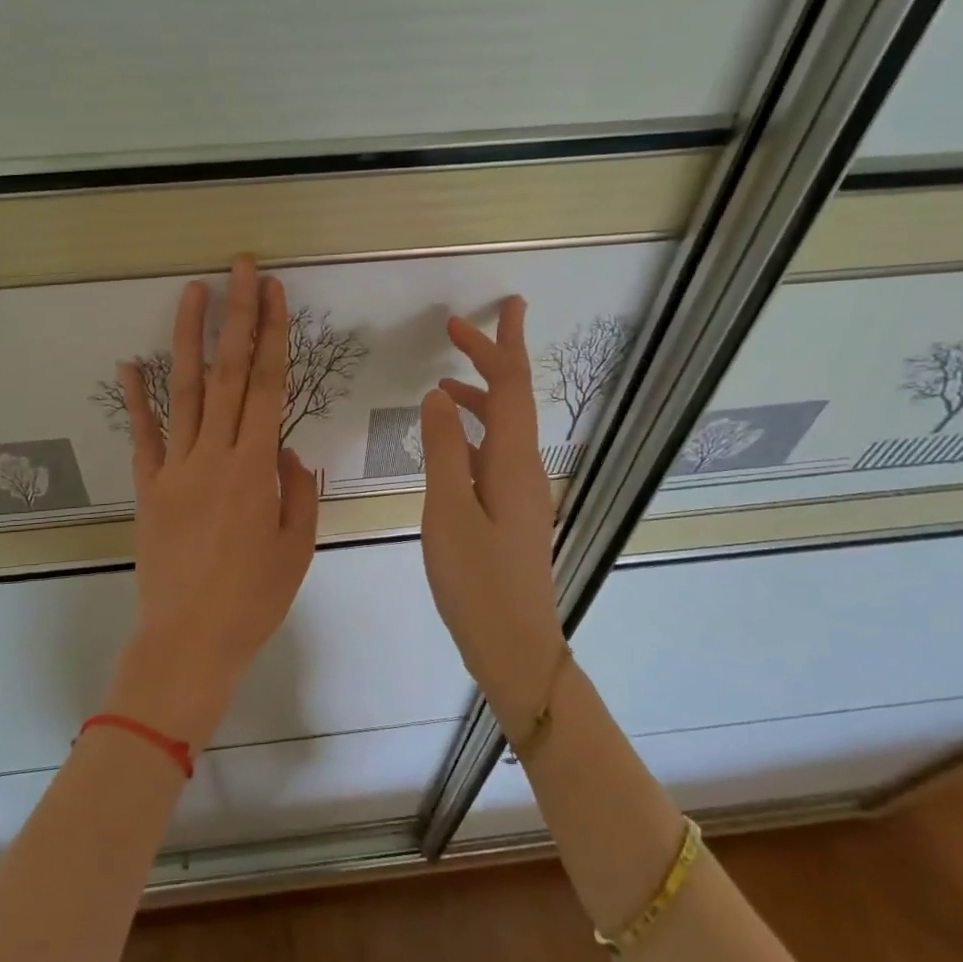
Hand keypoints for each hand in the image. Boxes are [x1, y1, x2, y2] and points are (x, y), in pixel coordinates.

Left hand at [106, 256, 319, 748]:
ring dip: (188, 338)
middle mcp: (213, 456)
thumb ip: (298, 491)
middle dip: (236, 315)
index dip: (272, 334)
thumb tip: (287, 451)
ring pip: (184, 391)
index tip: (275, 293)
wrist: (187, 644)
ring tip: (192, 292)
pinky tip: (130, 363)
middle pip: (228, 373)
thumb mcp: (297, 548)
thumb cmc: (253, 601)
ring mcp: (174, 469)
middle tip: (240, 267)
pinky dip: (137, 398)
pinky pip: (143, 436)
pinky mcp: (148, 488)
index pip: (267, 386)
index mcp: (255, 469)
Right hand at [419, 297, 566, 727]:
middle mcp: (524, 469)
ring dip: (480, 397)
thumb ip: (443, 450)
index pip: (509, 387)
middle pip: (513, 399)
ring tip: (445, 382)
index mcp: (513, 462)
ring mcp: (519, 492)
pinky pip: (493, 454)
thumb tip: (437, 396)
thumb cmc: (478, 581)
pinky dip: (472, 433)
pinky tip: (448, 441)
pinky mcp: (510, 512)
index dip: (495, 346)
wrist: (515, 646)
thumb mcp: (449, 511)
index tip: (476, 315)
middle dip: (493, 358)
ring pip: (503, 427)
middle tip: (462, 328)